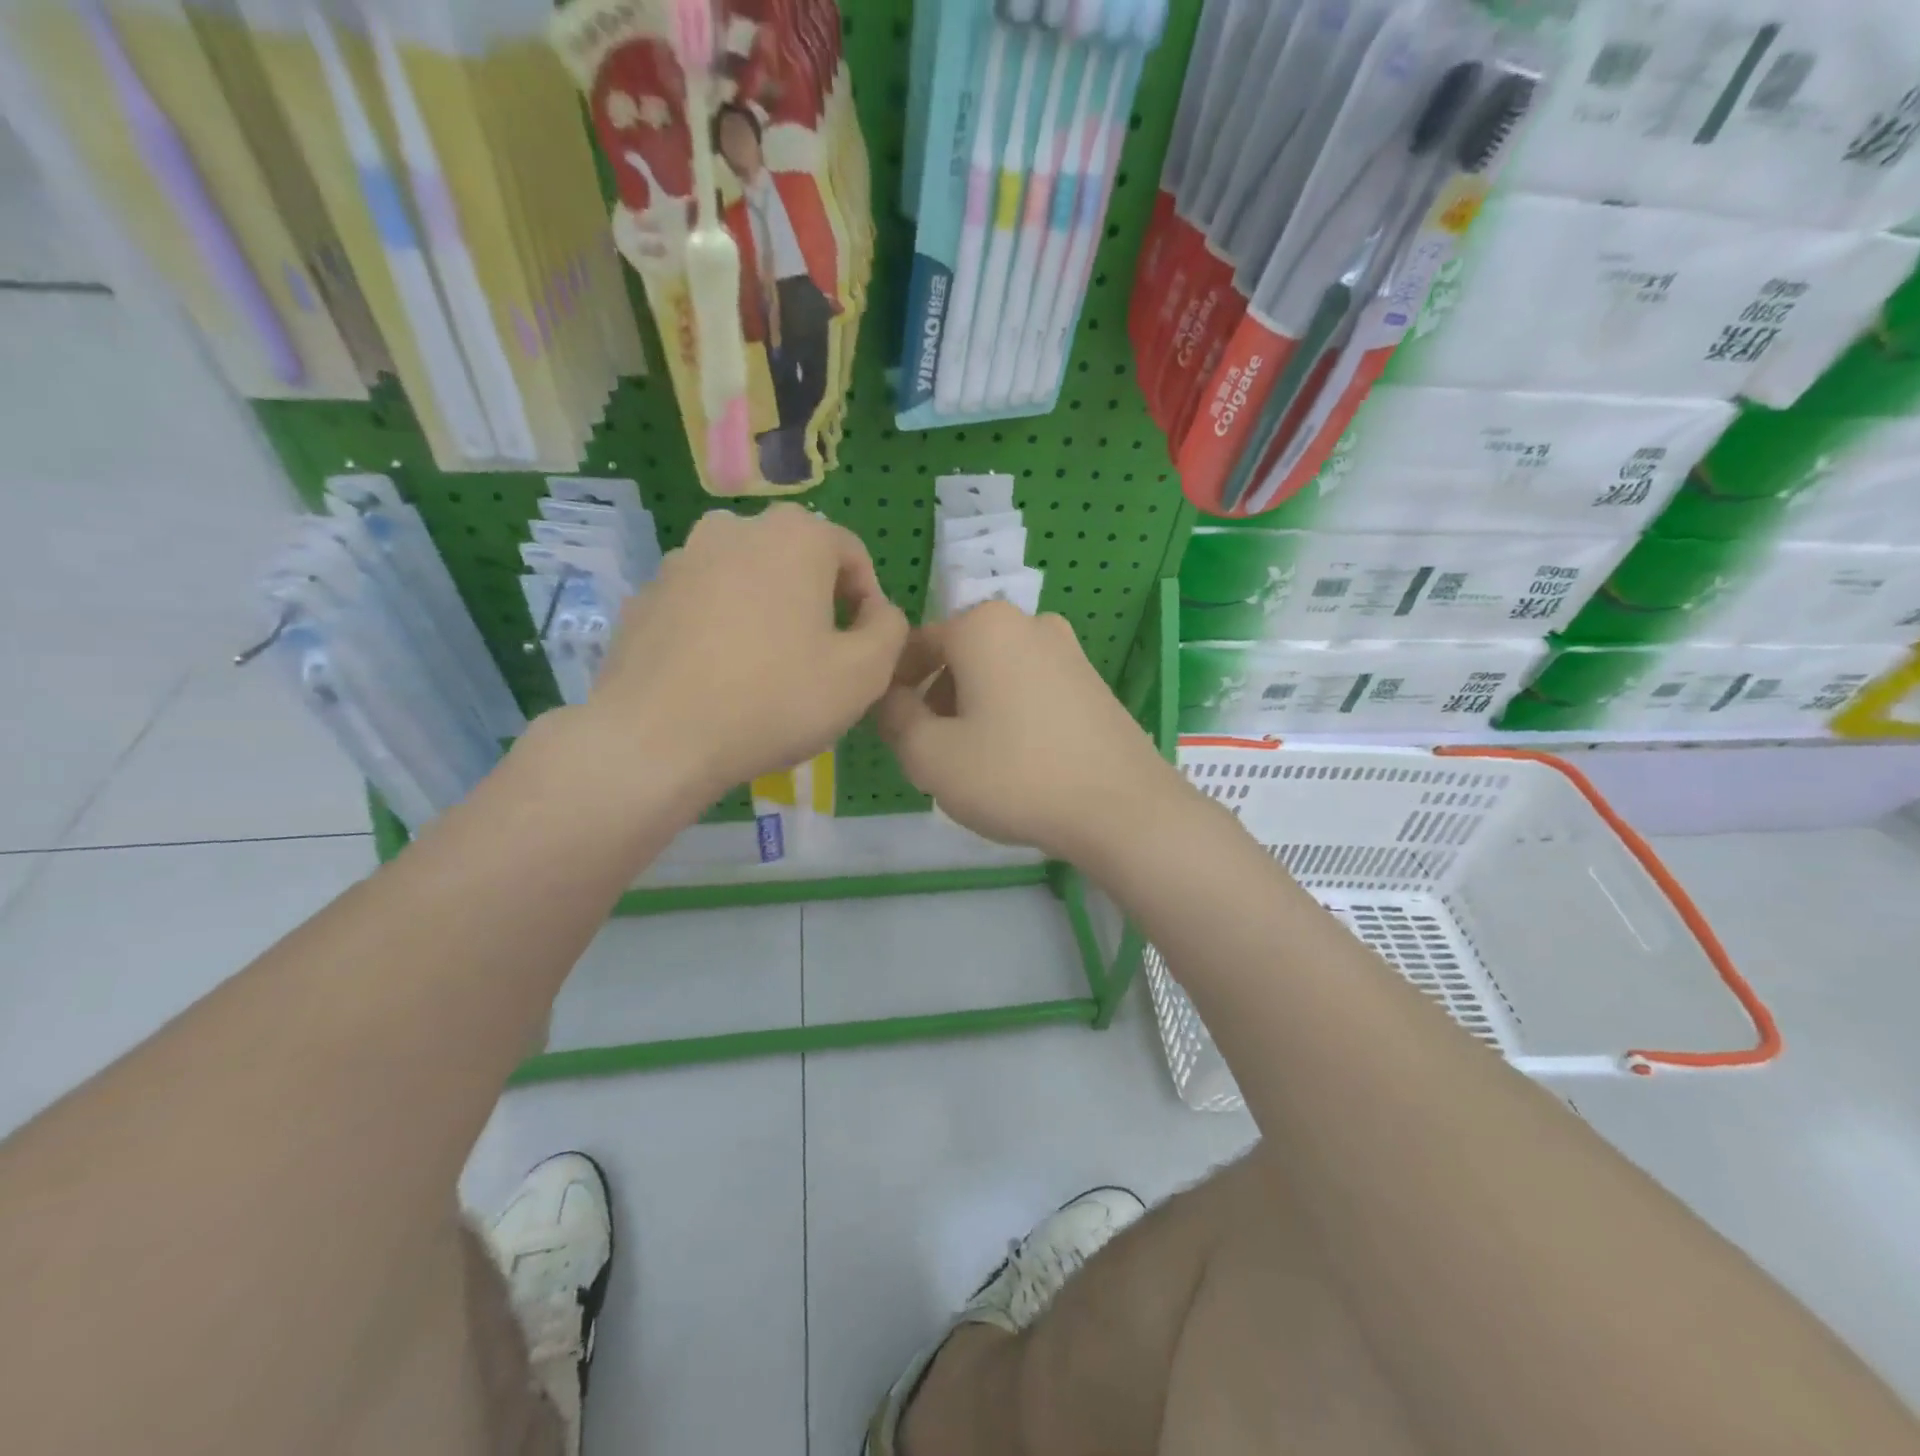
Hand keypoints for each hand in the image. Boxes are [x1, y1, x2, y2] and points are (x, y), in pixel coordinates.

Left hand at [582, 504, 907, 803]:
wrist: (657, 739)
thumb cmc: (775, 699)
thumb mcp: (864, 673)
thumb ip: (889, 629)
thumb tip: (878, 612)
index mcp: (794, 536)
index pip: (851, 552)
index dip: (868, 600)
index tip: (862, 647)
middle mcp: (735, 529)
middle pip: (796, 560)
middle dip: (816, 602)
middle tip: (819, 658)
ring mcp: (681, 559)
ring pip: (746, 579)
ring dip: (767, 612)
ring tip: (767, 670)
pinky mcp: (646, 596)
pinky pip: (703, 603)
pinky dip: (721, 627)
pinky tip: (720, 677)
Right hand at [876, 603, 1183, 865]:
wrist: (1121, 808)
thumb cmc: (1014, 775)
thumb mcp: (930, 755)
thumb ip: (895, 718)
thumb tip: (891, 698)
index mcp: (984, 625)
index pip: (916, 646)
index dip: (895, 688)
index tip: (893, 731)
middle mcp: (1028, 623)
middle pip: (959, 658)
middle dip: (937, 700)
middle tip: (933, 754)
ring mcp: (1068, 650)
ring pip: (996, 675)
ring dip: (973, 709)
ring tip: (975, 764)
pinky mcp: (1092, 681)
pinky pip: (1031, 689)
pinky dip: (1011, 715)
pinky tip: (1018, 762)